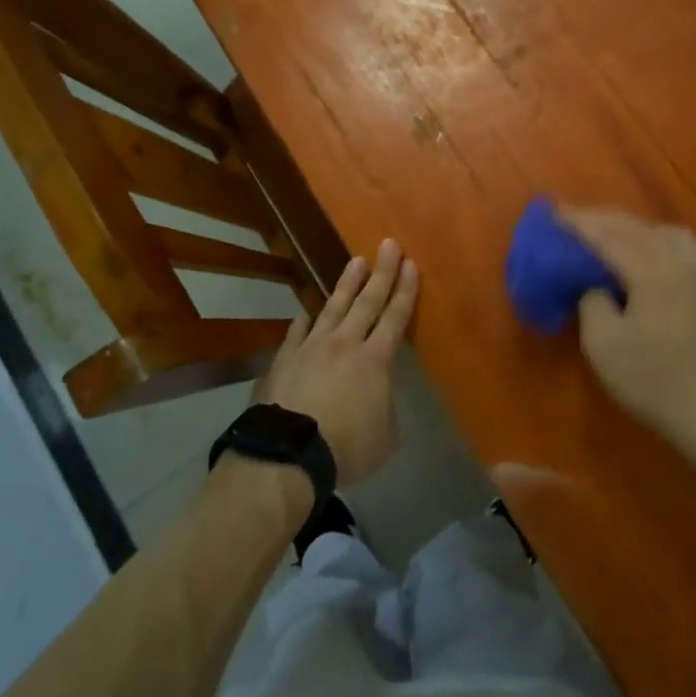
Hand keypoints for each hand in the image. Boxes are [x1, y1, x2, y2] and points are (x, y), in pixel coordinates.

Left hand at [254, 239, 418, 485]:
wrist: (288, 452)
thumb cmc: (345, 447)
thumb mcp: (384, 437)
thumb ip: (386, 409)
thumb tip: (378, 397)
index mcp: (375, 360)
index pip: (395, 317)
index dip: (405, 290)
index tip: (411, 264)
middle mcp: (345, 344)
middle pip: (367, 301)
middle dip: (382, 272)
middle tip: (389, 244)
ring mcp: (312, 347)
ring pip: (333, 307)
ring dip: (346, 284)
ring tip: (355, 262)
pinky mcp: (285, 359)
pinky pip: (297, 332)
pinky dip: (305, 320)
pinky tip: (307, 311)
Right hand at [558, 207, 695, 458]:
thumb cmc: (652, 381)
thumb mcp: (603, 345)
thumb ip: (592, 302)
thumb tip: (596, 285)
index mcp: (654, 271)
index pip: (609, 236)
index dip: (579, 223)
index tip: (554, 213)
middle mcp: (681, 263)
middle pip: (637, 228)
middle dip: (603, 221)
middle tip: (573, 220)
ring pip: (664, 233)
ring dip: (632, 228)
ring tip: (609, 236)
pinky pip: (680, 250)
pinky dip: (654, 242)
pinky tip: (644, 258)